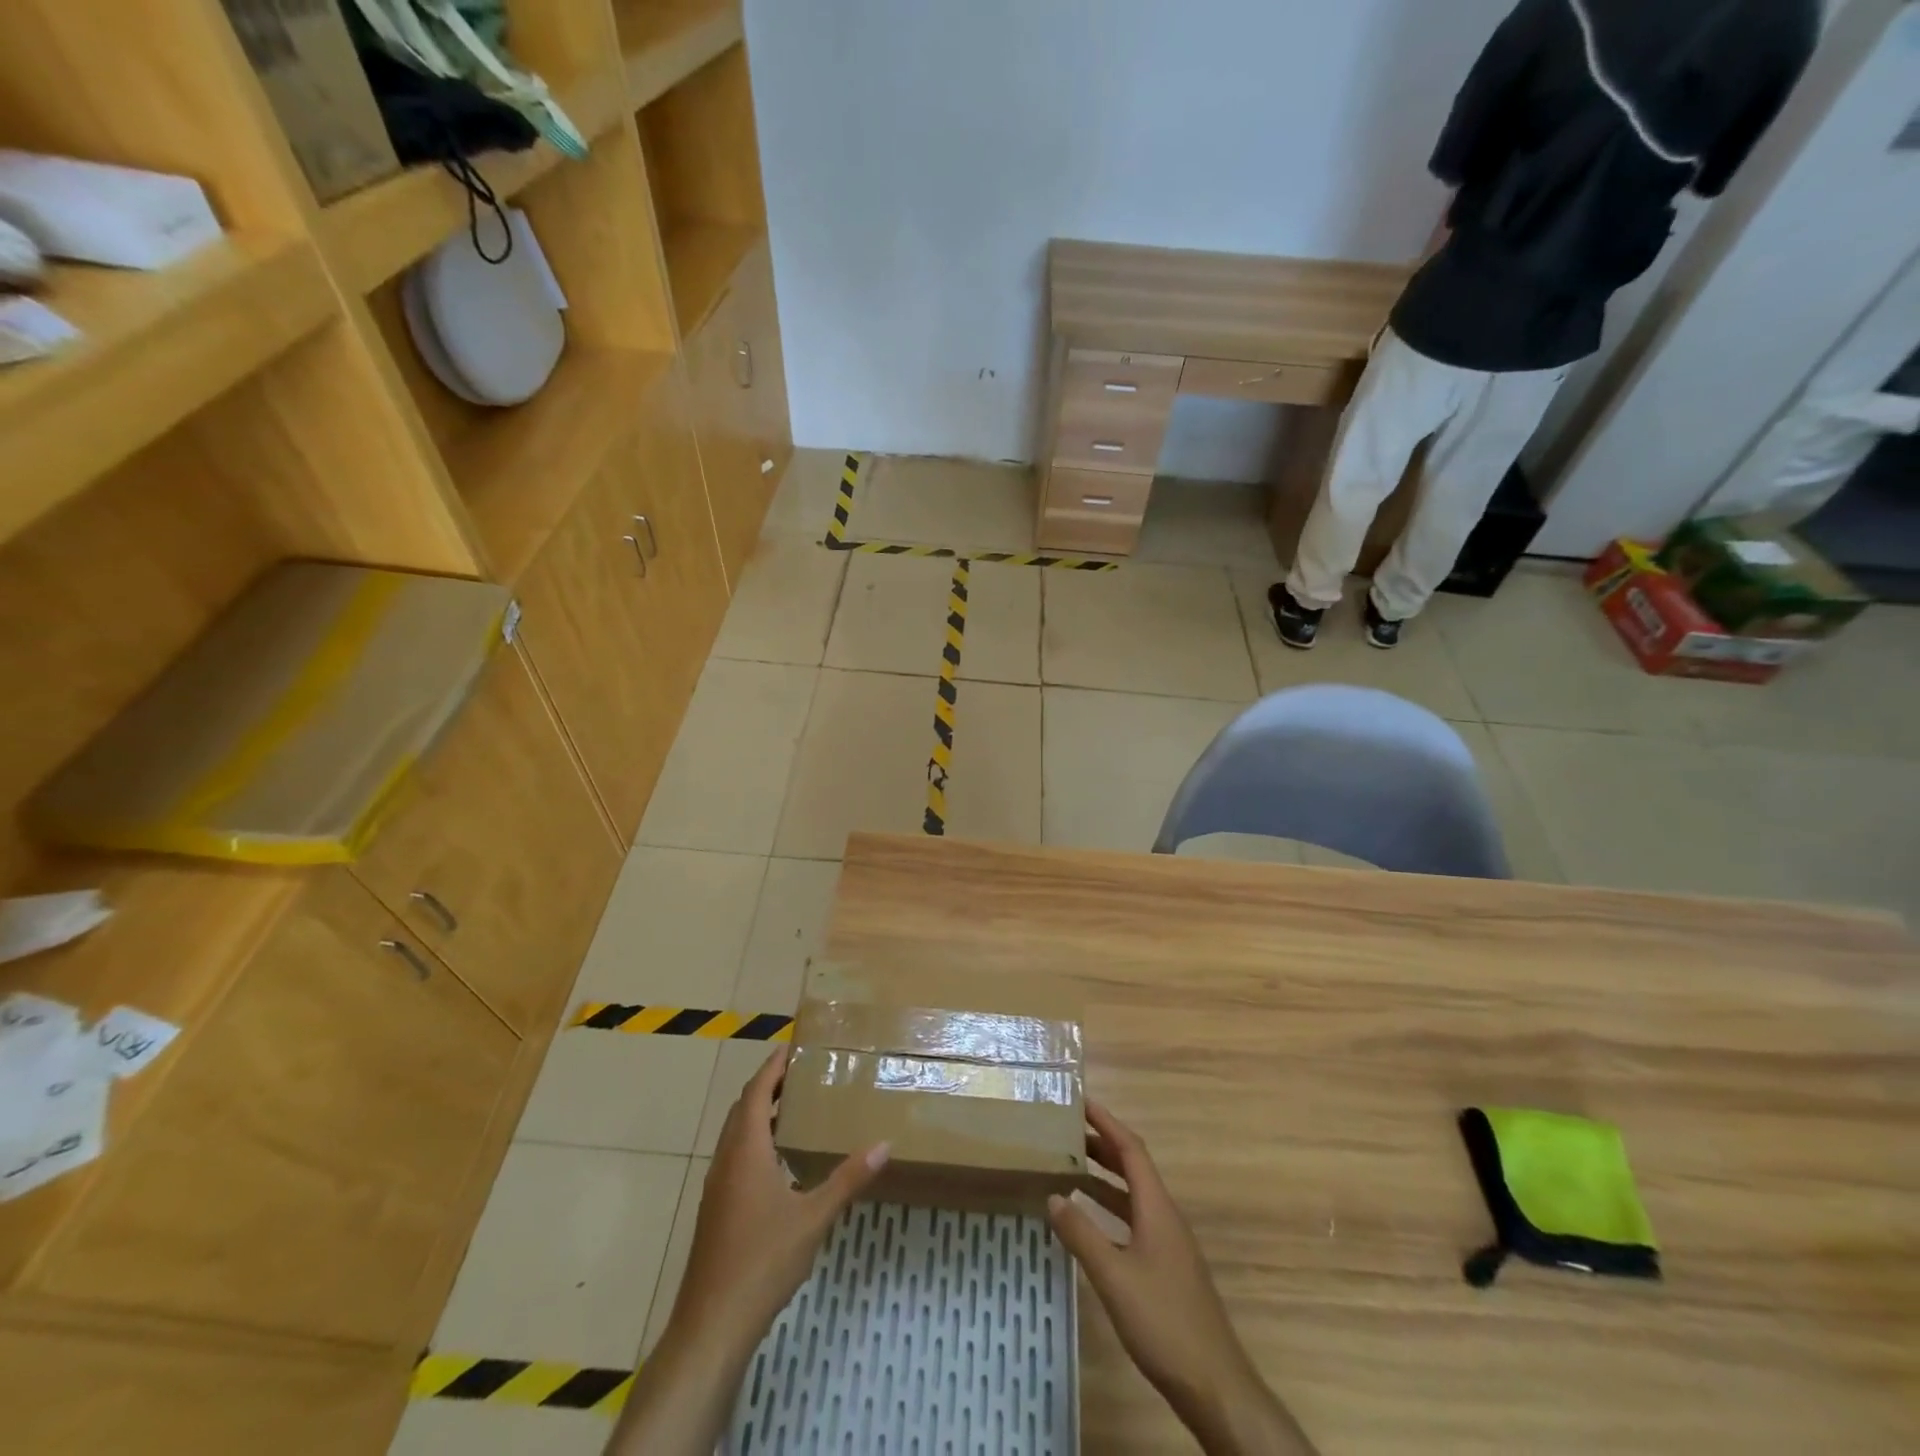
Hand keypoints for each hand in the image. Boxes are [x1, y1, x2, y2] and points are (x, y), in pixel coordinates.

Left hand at [610, 1050, 890, 1454]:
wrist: (712, 1323)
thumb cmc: (763, 1260)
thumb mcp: (813, 1217)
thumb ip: (848, 1179)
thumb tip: (884, 1144)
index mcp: (746, 1150)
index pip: (757, 1092)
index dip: (773, 1067)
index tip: (794, 1047)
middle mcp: (727, 1159)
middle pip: (744, 1108)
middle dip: (769, 1086)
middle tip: (803, 1074)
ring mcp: (717, 1186)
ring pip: (736, 1134)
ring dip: (761, 1114)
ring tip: (796, 1109)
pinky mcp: (716, 1210)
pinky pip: (734, 1156)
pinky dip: (755, 1141)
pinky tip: (780, 1162)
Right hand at [1049, 1102, 1314, 1455]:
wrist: (1214, 1384)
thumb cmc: (1163, 1322)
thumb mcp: (1114, 1276)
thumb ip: (1082, 1234)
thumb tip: (1053, 1195)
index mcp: (1157, 1207)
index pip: (1131, 1149)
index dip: (1106, 1122)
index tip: (1080, 1101)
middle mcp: (1165, 1216)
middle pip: (1133, 1166)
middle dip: (1101, 1144)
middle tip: (1065, 1131)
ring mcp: (1169, 1242)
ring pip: (1133, 1194)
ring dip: (1104, 1176)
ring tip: (1069, 1167)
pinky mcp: (1167, 1266)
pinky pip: (1134, 1218)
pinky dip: (1110, 1207)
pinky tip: (1091, 1221)